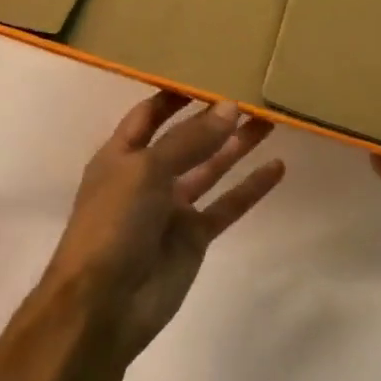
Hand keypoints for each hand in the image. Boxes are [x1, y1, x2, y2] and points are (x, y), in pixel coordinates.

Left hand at [41, 92, 283, 362]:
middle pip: (187, 138)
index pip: (149, 114)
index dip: (174, 94)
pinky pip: (227, 204)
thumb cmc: (112, 224)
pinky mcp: (194, 237)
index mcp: (121, 155)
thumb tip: (230, 107)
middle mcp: (147, 176)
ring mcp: (172, 208)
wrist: (102, 308)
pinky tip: (277, 167)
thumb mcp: (146, 170)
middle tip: (252, 93)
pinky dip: (251, 187)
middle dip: (215, 117)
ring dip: (238, 145)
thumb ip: (190, 139)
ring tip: (270, 120)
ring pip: (211, 167)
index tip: (208, 72)